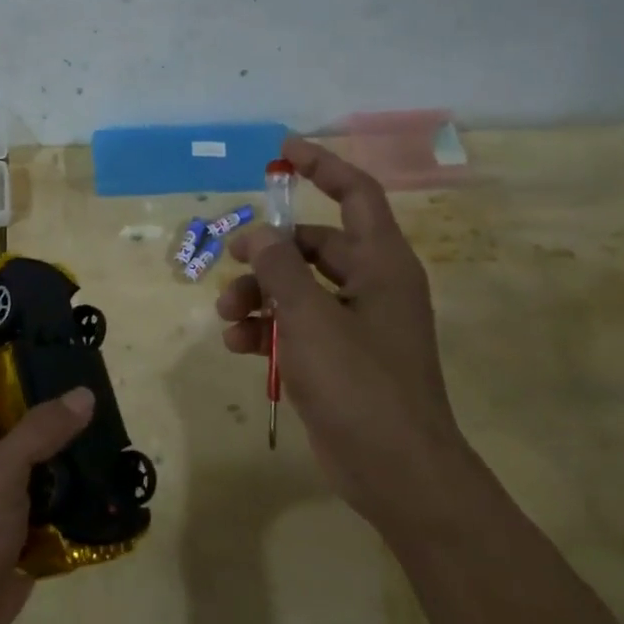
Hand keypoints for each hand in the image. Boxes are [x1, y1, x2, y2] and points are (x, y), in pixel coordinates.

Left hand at [0, 256, 93, 623]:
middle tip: (57, 313)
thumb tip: (84, 396)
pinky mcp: (15, 488)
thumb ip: (39, 432)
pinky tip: (98, 430)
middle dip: (16, 336)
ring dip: (48, 386)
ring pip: (22, 406)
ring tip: (87, 363)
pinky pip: (43, 447)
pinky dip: (66, 435)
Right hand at [216, 136, 459, 516]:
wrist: (396, 472)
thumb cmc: (360, 385)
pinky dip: (267, 329)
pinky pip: (297, 326)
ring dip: (259, 295)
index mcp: (382, 264)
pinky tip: (239, 346)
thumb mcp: (311, 319)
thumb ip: (280, 269)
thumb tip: (256, 235)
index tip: (283, 151)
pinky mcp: (338, 359)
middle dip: (269, 253)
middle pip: (314, 246)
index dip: (322, 167)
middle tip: (231, 260)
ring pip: (298, 288)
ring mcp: (356, 325)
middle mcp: (372, 286)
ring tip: (226, 316)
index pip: (356, 194)